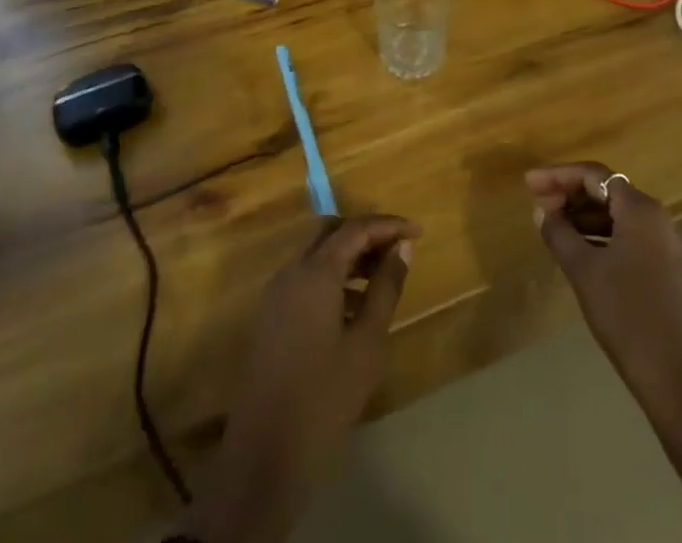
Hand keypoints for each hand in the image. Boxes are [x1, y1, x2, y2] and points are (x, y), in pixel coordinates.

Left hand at [182, 215, 417, 542]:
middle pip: (331, 233)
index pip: (356, 228)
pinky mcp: (270, 317)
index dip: (388, 225)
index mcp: (315, 271)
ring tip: (382, 277)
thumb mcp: (367, 342)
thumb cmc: (325, 396)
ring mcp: (276, 294)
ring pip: (317, 255)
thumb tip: (403, 248)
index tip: (417, 232)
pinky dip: (332, 277)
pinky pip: (304, 278)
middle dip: (366, 235)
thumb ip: (386, 287)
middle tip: (398, 250)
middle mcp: (291, 271)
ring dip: (349, 256)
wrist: (264, 456)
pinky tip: (353, 306)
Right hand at [527, 163, 681, 498]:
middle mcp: (656, 218)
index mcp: (640, 209)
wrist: (676, 379)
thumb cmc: (626, 315)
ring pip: (617, 215)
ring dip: (584, 217)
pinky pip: (628, 236)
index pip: (594, 175)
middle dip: (570, 194)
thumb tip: (541, 211)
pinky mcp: (666, 267)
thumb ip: (559, 234)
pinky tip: (578, 251)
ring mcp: (664, 244)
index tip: (529, 184)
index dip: (559, 175)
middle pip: (608, 191)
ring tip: (552, 228)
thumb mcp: (584, 271)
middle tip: (538, 205)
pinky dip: (600, 236)